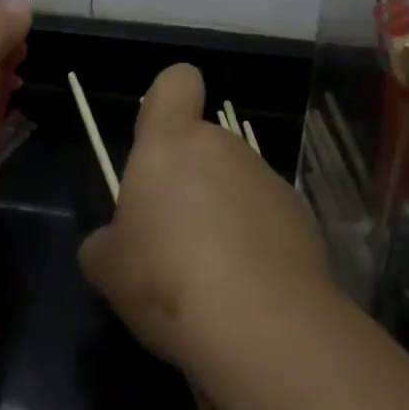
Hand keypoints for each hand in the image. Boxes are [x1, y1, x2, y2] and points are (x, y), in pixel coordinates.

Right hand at [79, 63, 333, 374]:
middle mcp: (223, 147)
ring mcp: (267, 180)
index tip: (158, 141)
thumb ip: (106, 242)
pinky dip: (256, 245)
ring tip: (209, 279)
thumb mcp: (109, 268)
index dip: (168, 100)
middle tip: (171, 240)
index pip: (177, 82)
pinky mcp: (302, 219)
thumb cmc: (167, 279)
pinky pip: (266, 220)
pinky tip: (246, 293)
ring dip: (222, 215)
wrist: (265, 328)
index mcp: (170, 143)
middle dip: (189, 181)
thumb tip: (111, 244)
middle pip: (204, 145)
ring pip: (235, 185)